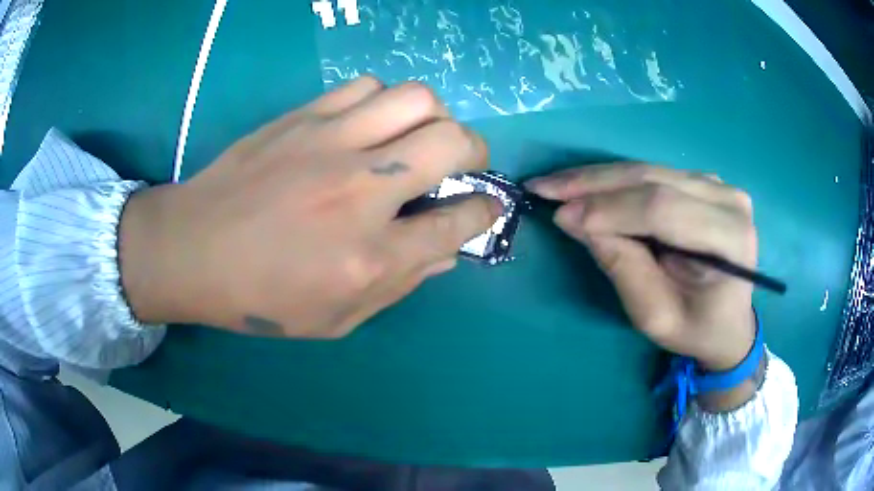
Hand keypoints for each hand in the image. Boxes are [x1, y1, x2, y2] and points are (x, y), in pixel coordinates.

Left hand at [119, 76, 501, 337]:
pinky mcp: (303, 117)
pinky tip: (371, 123)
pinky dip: (383, 102)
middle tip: (465, 162)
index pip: (458, 222)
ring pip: (416, 99)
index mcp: (370, 257)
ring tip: (417, 136)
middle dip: (476, 151)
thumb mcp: (336, 317)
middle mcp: (361, 191)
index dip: (485, 212)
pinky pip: (366, 87)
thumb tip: (447, 252)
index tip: (488, 206)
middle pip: (452, 142)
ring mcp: (331, 143)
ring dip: (432, 117)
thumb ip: (400, 285)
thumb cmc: (260, 297)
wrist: (191, 250)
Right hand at [526, 164, 756, 371]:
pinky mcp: (705, 182)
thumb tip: (574, 219)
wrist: (729, 323)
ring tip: (558, 184)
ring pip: (649, 171)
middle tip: (544, 186)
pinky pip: (654, 174)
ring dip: (599, 178)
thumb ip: (622, 267)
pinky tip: (589, 186)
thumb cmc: (696, 329)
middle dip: (593, 184)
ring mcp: (719, 185)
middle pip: (653, 180)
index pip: (663, 209)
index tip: (560, 215)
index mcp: (730, 238)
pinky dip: (617, 181)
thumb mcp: (656, 316)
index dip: (609, 210)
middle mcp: (728, 200)